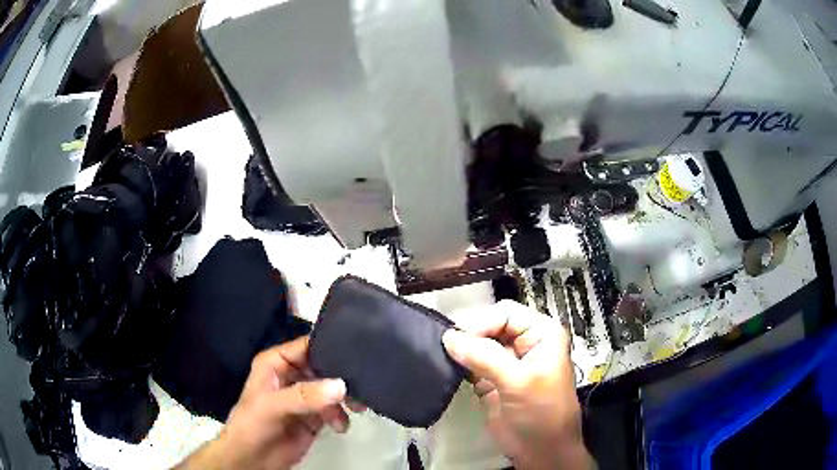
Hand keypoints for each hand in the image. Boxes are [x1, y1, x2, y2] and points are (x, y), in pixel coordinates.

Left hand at [175, 336, 351, 469]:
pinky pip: (335, 409)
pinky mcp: (315, 417)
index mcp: (277, 362)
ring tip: (355, 409)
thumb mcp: (273, 405)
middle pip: (325, 367)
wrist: (252, 460)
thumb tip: (341, 386)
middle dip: (343, 376)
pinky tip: (339, 426)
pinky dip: (342, 415)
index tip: (357, 351)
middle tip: (361, 385)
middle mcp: (292, 375)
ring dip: (346, 398)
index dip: (330, 346)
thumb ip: (305, 395)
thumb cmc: (252, 425)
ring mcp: (305, 397)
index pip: (307, 346)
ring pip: (333, 389)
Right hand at [442, 300, 593, 469]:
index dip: (481, 323)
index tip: (455, 339)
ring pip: (479, 344)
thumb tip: (449, 337)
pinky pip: (472, 364)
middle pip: (490, 326)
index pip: (505, 314)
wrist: (542, 452)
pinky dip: (459, 365)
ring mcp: (507, 363)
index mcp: (541, 334)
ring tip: (440, 354)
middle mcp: (525, 343)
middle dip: (469, 335)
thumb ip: (485, 357)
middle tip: (443, 346)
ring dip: (461, 349)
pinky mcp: (492, 380)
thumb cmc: (541, 414)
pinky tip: (447, 367)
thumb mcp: (519, 383)